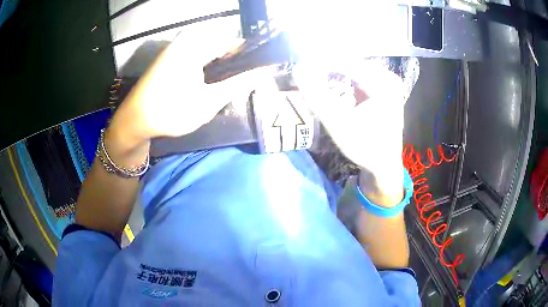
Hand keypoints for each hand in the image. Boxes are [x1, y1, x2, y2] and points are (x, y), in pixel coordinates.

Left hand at [109, 32, 268, 144]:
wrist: (134, 121)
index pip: (234, 42)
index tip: (261, 72)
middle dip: (235, 64)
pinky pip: (197, 57)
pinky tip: (211, 84)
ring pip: (210, 53)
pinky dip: (208, 69)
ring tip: (230, 87)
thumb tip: (265, 72)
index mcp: (196, 45)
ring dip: (222, 68)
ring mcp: (177, 49)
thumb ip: (239, 84)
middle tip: (245, 84)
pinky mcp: (171, 58)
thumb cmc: (170, 111)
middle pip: (222, 47)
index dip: (250, 57)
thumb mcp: (209, 101)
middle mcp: (187, 41)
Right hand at [294, 61, 404, 203]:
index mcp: (383, 82)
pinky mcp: (381, 89)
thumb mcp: (339, 123)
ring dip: (331, 74)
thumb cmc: (365, 147)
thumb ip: (318, 96)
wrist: (384, 165)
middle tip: (304, 75)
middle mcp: (387, 77)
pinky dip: (341, 80)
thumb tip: (298, 70)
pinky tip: (328, 85)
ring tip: (313, 79)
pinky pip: (357, 77)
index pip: (345, 62)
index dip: (320, 62)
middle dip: (325, 68)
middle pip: (349, 64)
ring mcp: (386, 82)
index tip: (300, 67)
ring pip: (351, 70)